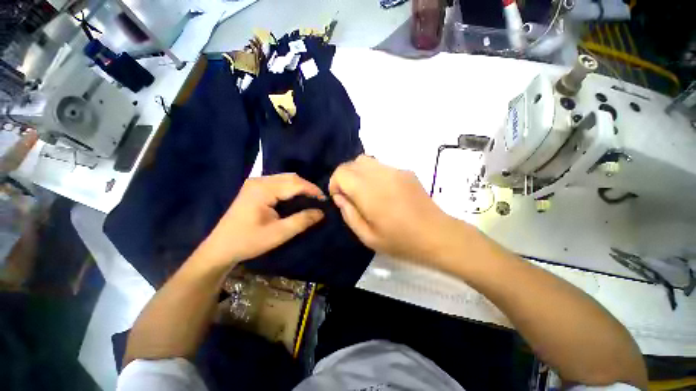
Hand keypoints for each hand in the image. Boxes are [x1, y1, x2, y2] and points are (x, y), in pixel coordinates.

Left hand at [195, 173, 324, 266]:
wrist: (220, 248)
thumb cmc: (249, 241)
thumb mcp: (278, 234)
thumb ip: (301, 221)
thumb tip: (321, 212)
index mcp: (263, 189)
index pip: (295, 183)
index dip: (312, 190)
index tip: (325, 200)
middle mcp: (259, 181)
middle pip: (290, 177)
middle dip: (307, 187)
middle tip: (319, 200)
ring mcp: (255, 183)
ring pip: (285, 178)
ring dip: (300, 186)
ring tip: (310, 198)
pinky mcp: (254, 188)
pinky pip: (278, 182)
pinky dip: (291, 188)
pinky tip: (296, 197)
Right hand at [329, 155, 462, 262]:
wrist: (437, 234)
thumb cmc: (401, 240)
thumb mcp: (368, 237)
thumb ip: (349, 214)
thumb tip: (340, 197)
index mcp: (369, 192)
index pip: (342, 171)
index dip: (335, 183)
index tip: (341, 198)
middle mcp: (381, 175)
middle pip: (353, 163)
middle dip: (346, 177)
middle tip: (352, 196)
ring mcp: (395, 170)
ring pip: (367, 160)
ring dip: (359, 174)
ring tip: (367, 193)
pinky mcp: (406, 171)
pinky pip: (381, 166)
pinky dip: (374, 174)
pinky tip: (384, 192)